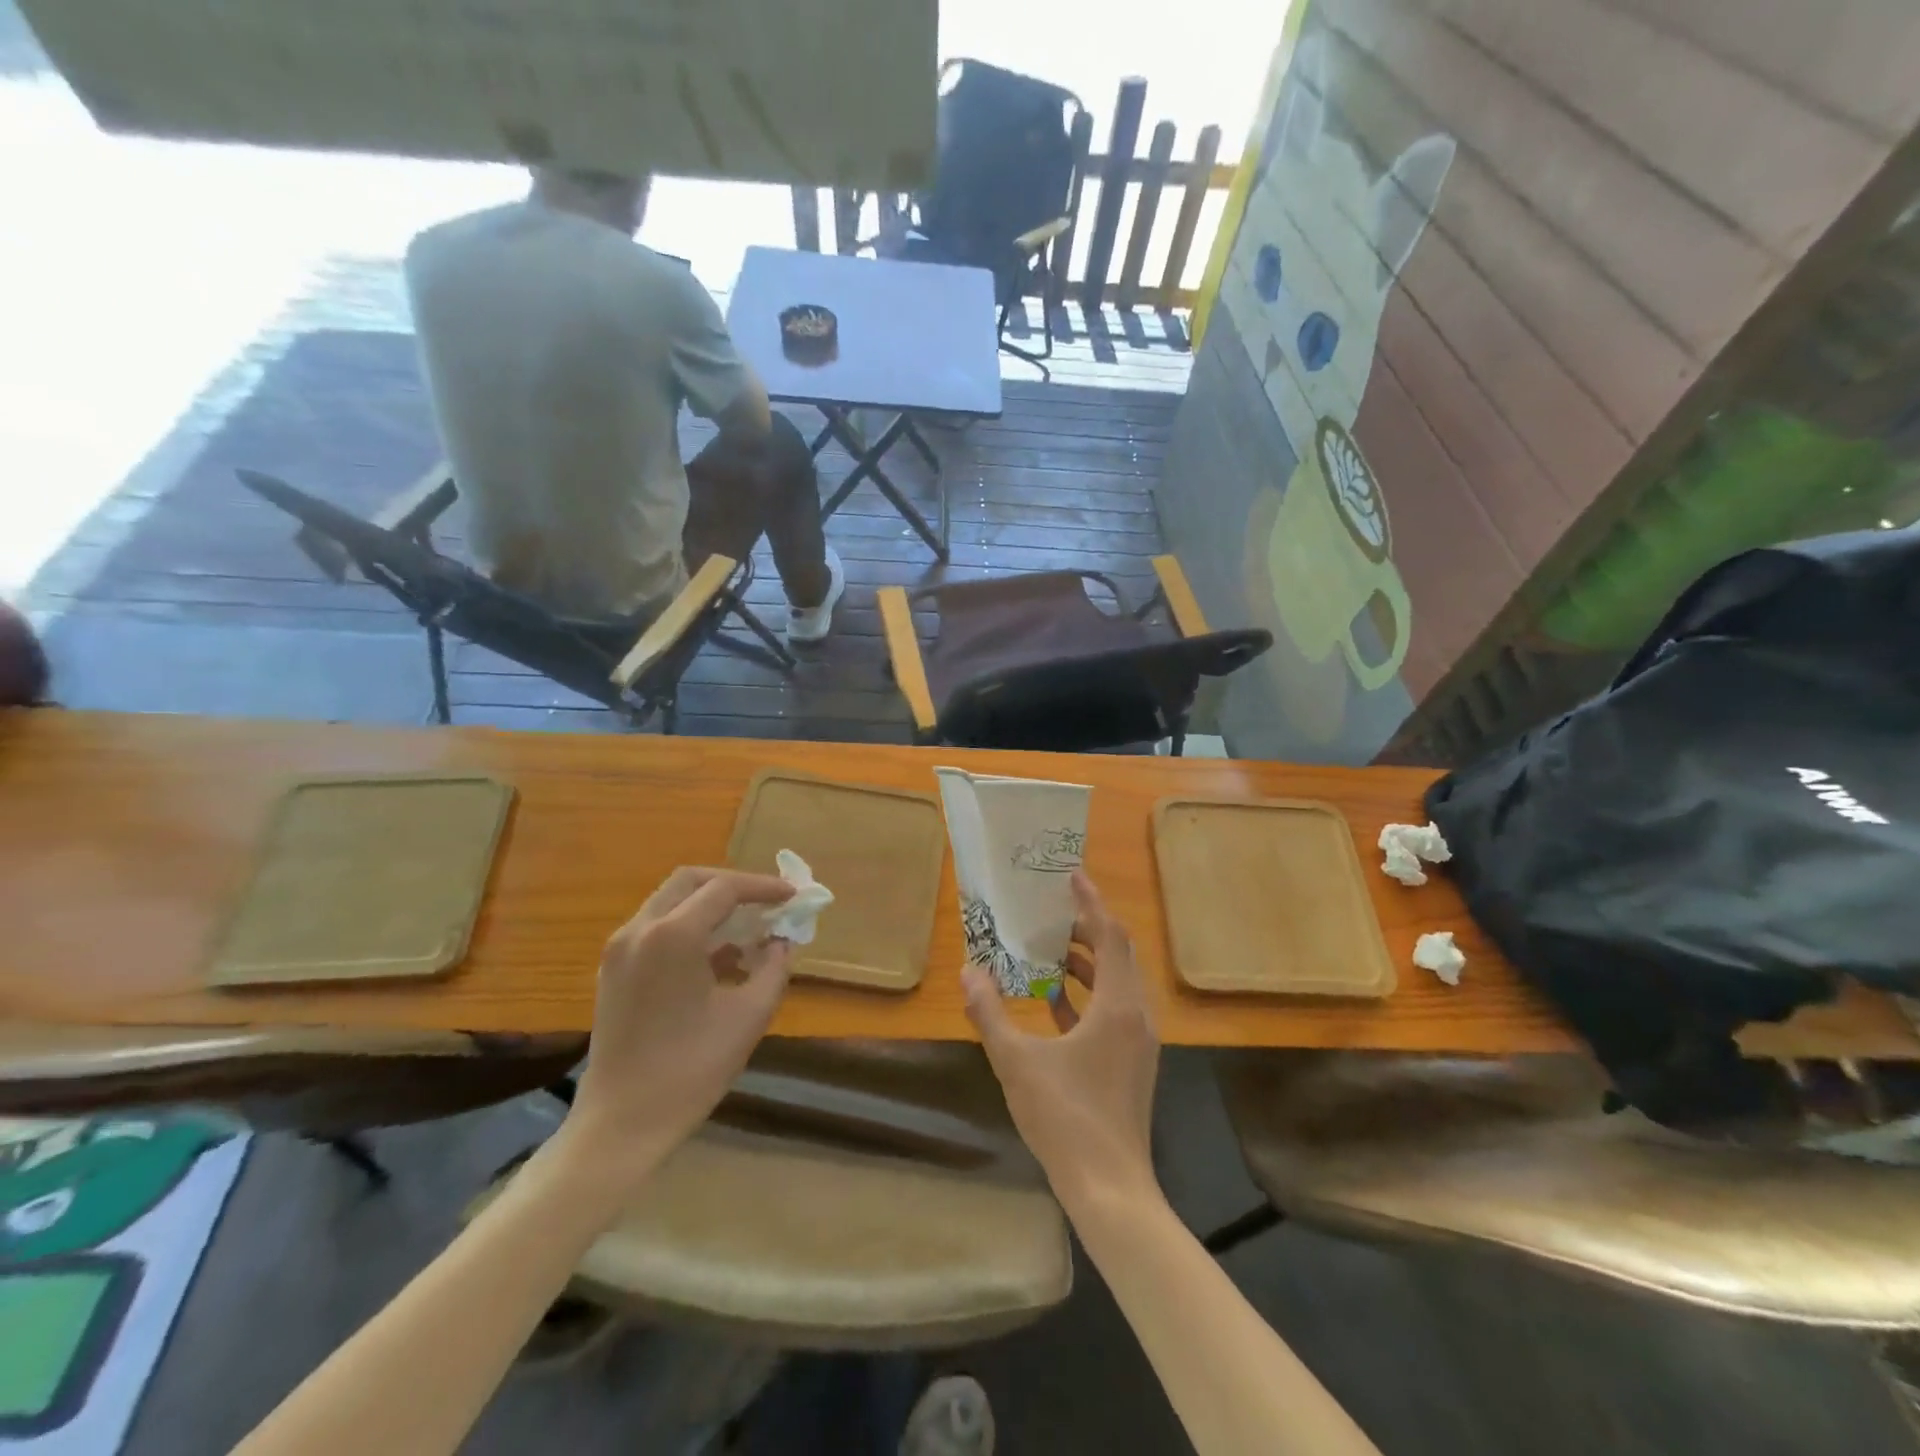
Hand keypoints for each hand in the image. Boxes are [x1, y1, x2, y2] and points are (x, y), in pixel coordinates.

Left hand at [561, 867, 796, 1189]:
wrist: (622, 1122)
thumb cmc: (691, 1069)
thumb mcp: (750, 1015)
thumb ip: (774, 966)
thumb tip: (782, 940)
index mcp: (673, 936)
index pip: (724, 889)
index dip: (763, 887)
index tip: (793, 895)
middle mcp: (640, 929)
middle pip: (691, 881)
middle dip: (734, 886)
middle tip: (768, 901)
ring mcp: (620, 948)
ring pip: (671, 901)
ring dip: (710, 906)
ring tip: (749, 929)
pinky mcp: (613, 969)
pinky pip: (656, 927)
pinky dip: (690, 927)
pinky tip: (719, 958)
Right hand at [962, 872, 1159, 1208]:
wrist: (1111, 1188)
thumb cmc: (1066, 1119)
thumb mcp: (1016, 1062)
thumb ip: (990, 1012)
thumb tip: (969, 971)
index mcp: (1118, 1006)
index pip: (1110, 936)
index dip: (1091, 903)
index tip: (1071, 876)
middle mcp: (1136, 1015)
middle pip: (1118, 954)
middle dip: (1087, 929)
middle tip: (1051, 913)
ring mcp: (1138, 1040)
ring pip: (1116, 983)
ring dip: (1086, 963)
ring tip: (1047, 950)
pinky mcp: (1132, 1062)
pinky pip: (1113, 1011)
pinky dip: (1087, 996)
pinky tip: (1053, 1001)